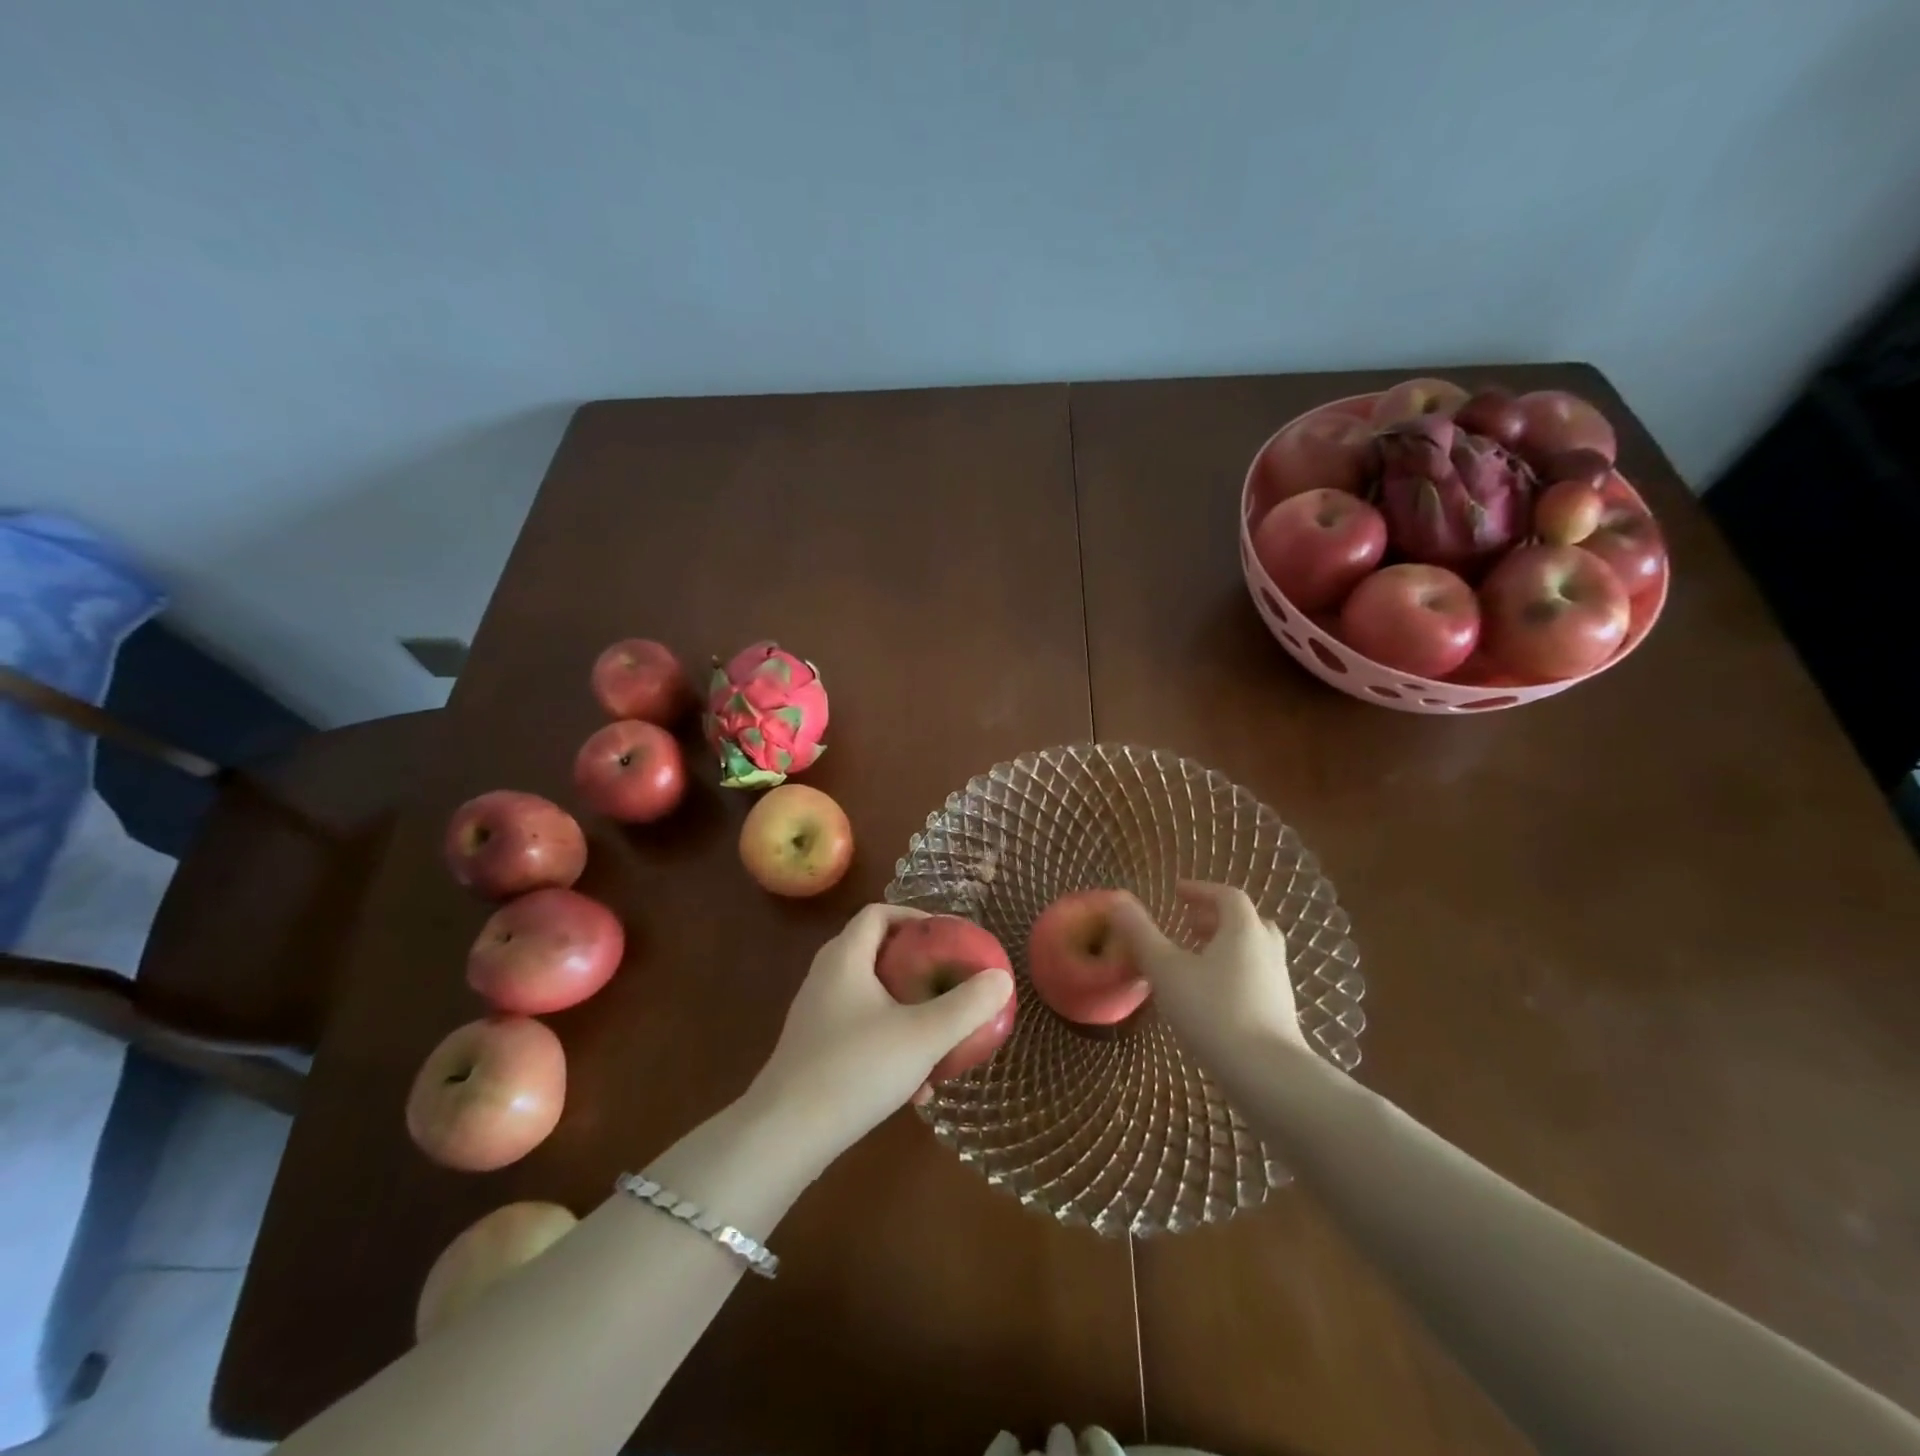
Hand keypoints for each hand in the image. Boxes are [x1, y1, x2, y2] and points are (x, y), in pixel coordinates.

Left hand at [743, 904, 1014, 1167]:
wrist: (786, 1136)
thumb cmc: (856, 1069)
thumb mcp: (923, 1036)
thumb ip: (966, 1006)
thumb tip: (1001, 978)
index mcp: (846, 958)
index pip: (878, 913)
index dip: (914, 916)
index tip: (948, 937)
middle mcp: (826, 977)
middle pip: (875, 952)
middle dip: (916, 964)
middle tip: (949, 979)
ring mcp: (816, 1015)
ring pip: (870, 996)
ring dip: (905, 1008)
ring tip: (939, 1033)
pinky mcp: (814, 1050)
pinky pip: (859, 1030)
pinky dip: (888, 1041)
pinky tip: (914, 1085)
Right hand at [1106, 881, 1306, 1073]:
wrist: (1268, 1075)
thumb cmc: (1212, 1012)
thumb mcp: (1166, 969)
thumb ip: (1141, 933)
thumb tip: (1118, 900)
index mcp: (1244, 930)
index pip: (1227, 896)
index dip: (1200, 890)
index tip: (1176, 893)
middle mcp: (1267, 949)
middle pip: (1245, 921)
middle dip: (1214, 918)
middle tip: (1187, 924)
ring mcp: (1278, 981)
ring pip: (1253, 950)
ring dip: (1225, 945)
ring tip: (1195, 959)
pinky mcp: (1280, 1011)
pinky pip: (1256, 976)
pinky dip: (1233, 971)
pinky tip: (1211, 995)